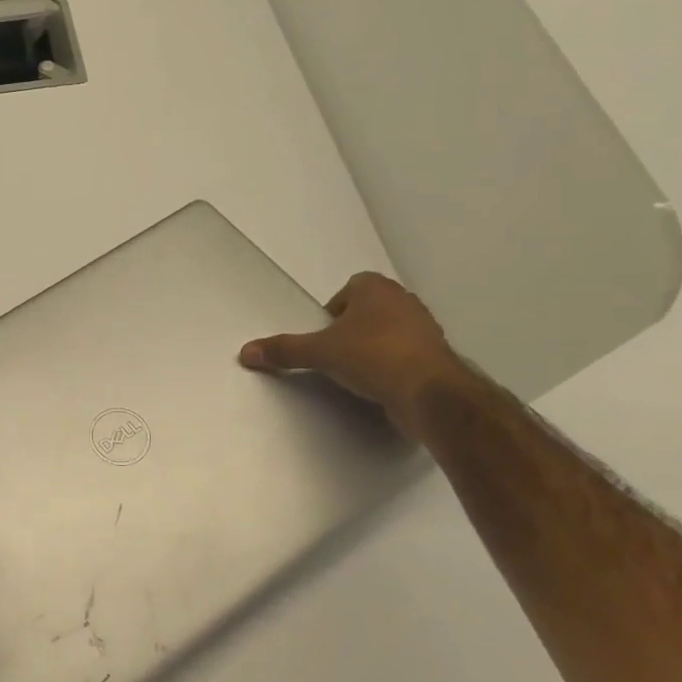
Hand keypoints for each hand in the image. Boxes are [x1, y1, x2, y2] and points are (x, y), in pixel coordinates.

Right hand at [239, 271, 467, 440]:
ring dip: (372, 348)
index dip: (333, 311)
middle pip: (368, 310)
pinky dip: (392, 367)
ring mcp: (425, 329)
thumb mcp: (320, 353)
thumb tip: (245, 352)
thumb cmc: (373, 356)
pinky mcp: (436, 358)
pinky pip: (405, 356)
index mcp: (377, 289)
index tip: (324, 335)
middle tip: (334, 353)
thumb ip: (284, 350)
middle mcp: (404, 302)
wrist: (429, 393)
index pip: (349, 289)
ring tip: (355, 373)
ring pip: (389, 333)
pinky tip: (379, 386)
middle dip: (352, 329)